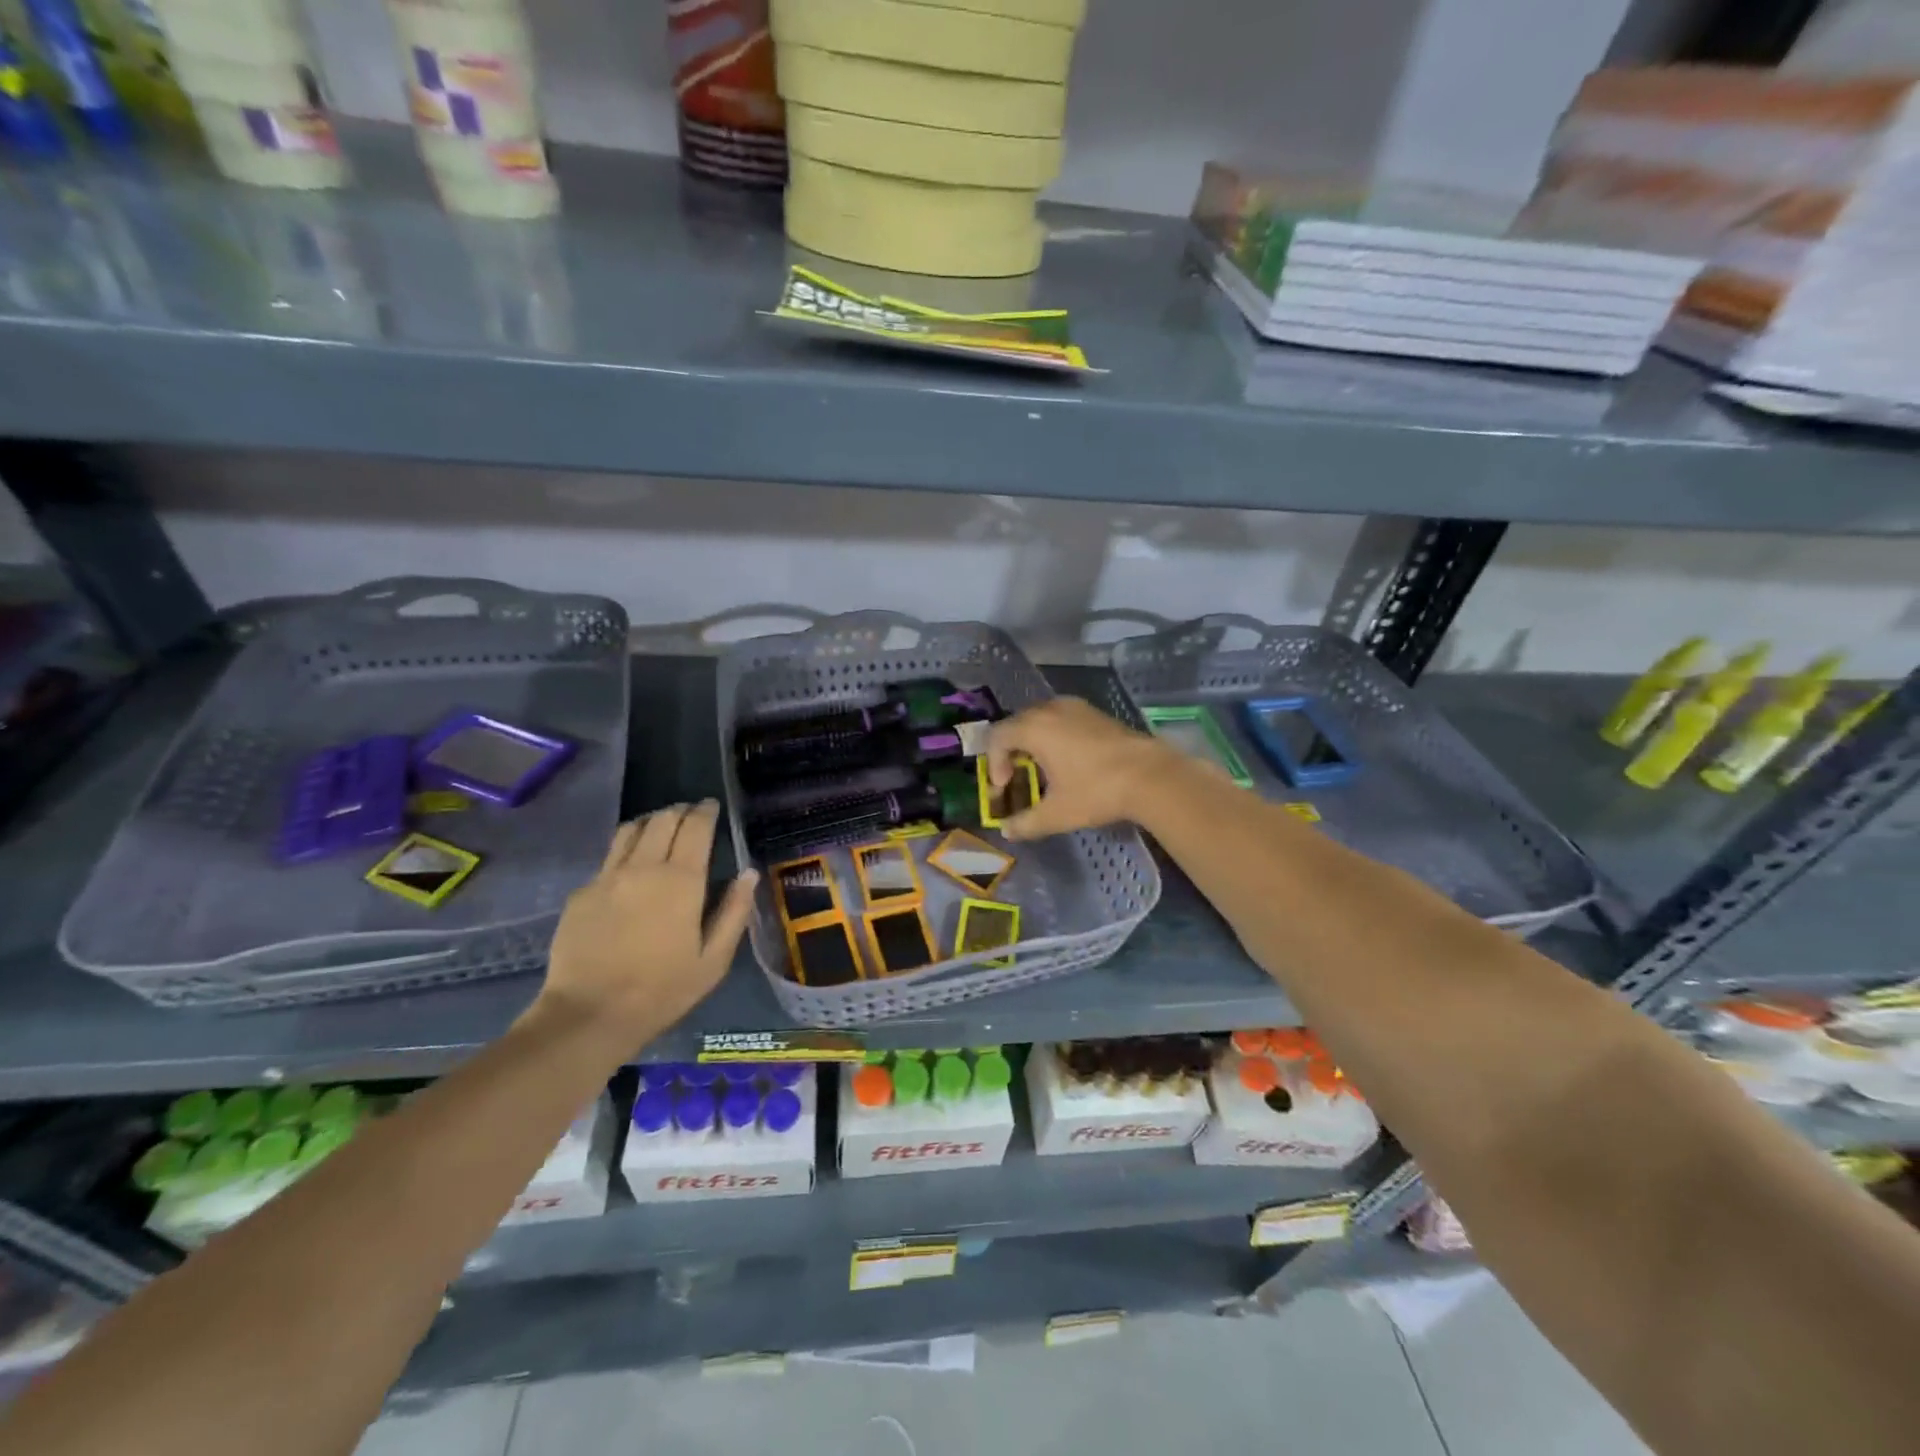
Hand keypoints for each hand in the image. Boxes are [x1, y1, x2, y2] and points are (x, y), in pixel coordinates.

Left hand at [538, 801, 756, 1040]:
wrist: (588, 1015)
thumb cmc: (662, 991)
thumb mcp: (714, 960)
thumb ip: (734, 912)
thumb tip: (748, 874)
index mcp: (681, 880)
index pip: (695, 827)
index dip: (705, 811)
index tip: (712, 806)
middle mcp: (643, 867)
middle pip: (662, 819)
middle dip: (679, 811)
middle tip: (690, 814)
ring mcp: (607, 877)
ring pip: (630, 830)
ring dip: (650, 821)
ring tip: (660, 827)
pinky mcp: (581, 892)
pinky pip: (608, 857)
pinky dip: (625, 850)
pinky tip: (630, 868)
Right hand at [984, 697, 1174, 840]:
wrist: (1151, 775)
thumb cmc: (1096, 790)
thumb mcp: (1057, 813)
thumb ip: (1026, 823)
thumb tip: (1007, 831)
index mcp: (1034, 728)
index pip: (997, 737)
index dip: (993, 763)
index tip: (1005, 787)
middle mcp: (1051, 709)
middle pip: (1017, 724)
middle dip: (1011, 752)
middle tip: (1018, 778)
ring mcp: (1076, 708)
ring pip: (1041, 719)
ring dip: (1033, 742)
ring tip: (1043, 770)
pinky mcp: (1096, 713)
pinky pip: (1062, 719)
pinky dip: (1055, 736)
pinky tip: (1069, 762)